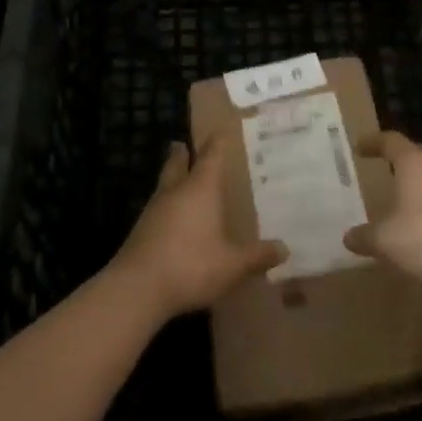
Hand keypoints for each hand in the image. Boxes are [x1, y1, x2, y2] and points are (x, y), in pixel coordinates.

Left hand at [112, 136, 286, 319]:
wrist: (136, 289)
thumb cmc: (191, 265)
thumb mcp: (232, 265)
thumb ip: (257, 256)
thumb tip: (285, 249)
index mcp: (200, 189)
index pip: (210, 156)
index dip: (216, 143)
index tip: (219, 130)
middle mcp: (175, 192)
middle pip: (177, 164)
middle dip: (181, 154)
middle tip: (181, 144)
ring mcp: (153, 211)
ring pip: (164, 185)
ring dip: (171, 179)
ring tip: (179, 180)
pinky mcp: (140, 232)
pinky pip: (156, 209)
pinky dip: (165, 206)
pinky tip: (171, 220)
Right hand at [344, 131, 421, 287]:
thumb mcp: (386, 240)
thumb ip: (365, 237)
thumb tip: (348, 237)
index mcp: (413, 163)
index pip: (390, 141)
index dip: (373, 142)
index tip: (360, 147)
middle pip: (416, 153)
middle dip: (399, 159)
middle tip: (384, 166)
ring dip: (418, 185)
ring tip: (402, 199)